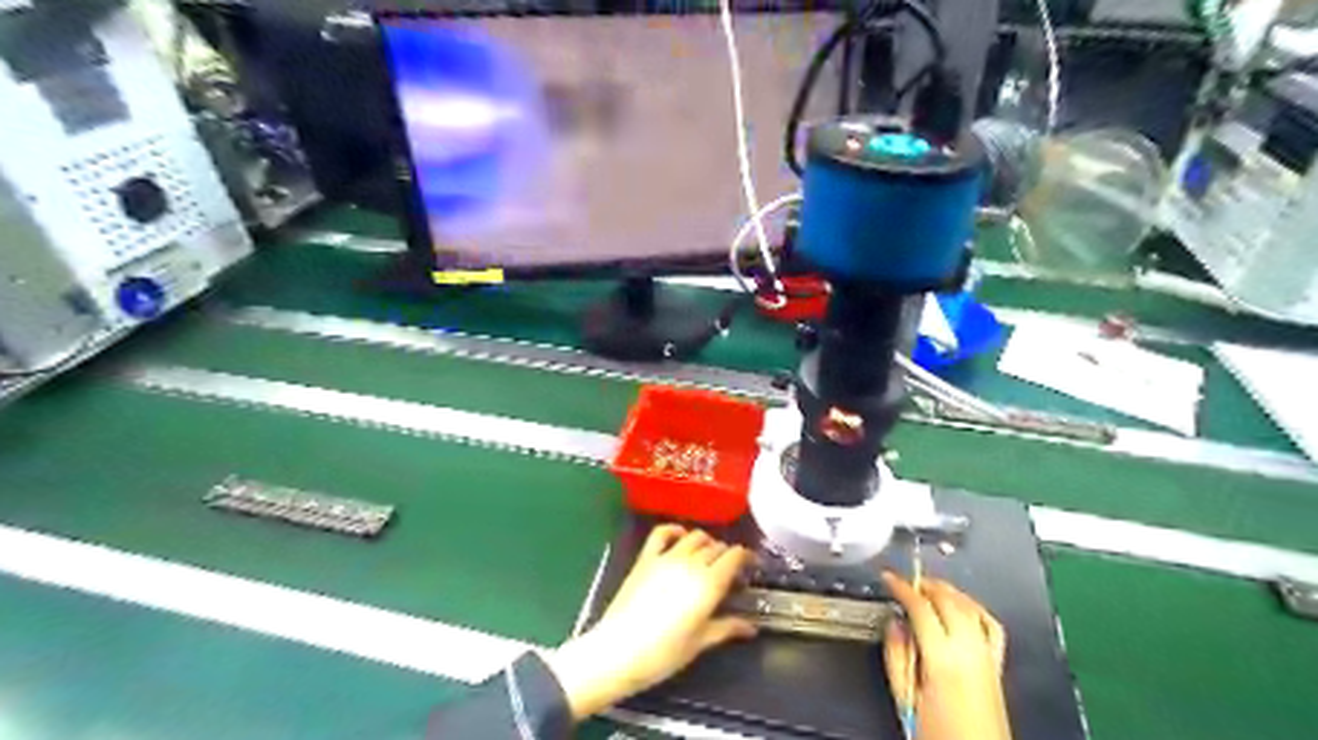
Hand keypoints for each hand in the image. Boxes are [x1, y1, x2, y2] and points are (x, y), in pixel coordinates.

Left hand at [544, 524, 752, 719]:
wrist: (618, 651)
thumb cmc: (664, 653)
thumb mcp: (700, 642)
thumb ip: (727, 628)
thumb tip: (750, 627)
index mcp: (709, 584)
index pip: (734, 556)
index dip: (745, 556)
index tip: (750, 565)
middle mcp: (691, 563)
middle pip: (716, 546)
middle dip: (727, 554)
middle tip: (729, 571)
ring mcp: (667, 557)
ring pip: (694, 537)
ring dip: (706, 543)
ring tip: (708, 556)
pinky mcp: (646, 558)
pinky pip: (662, 533)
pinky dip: (674, 529)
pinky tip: (680, 535)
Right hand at [883, 576, 1009, 739]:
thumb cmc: (939, 735)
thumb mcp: (904, 697)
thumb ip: (897, 656)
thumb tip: (894, 624)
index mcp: (942, 659)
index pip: (921, 607)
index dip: (902, 587)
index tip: (889, 577)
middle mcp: (968, 652)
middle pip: (948, 600)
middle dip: (925, 584)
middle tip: (906, 581)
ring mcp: (986, 657)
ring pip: (969, 607)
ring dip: (948, 591)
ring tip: (930, 587)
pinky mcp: (997, 666)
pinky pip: (990, 624)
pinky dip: (974, 608)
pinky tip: (963, 605)